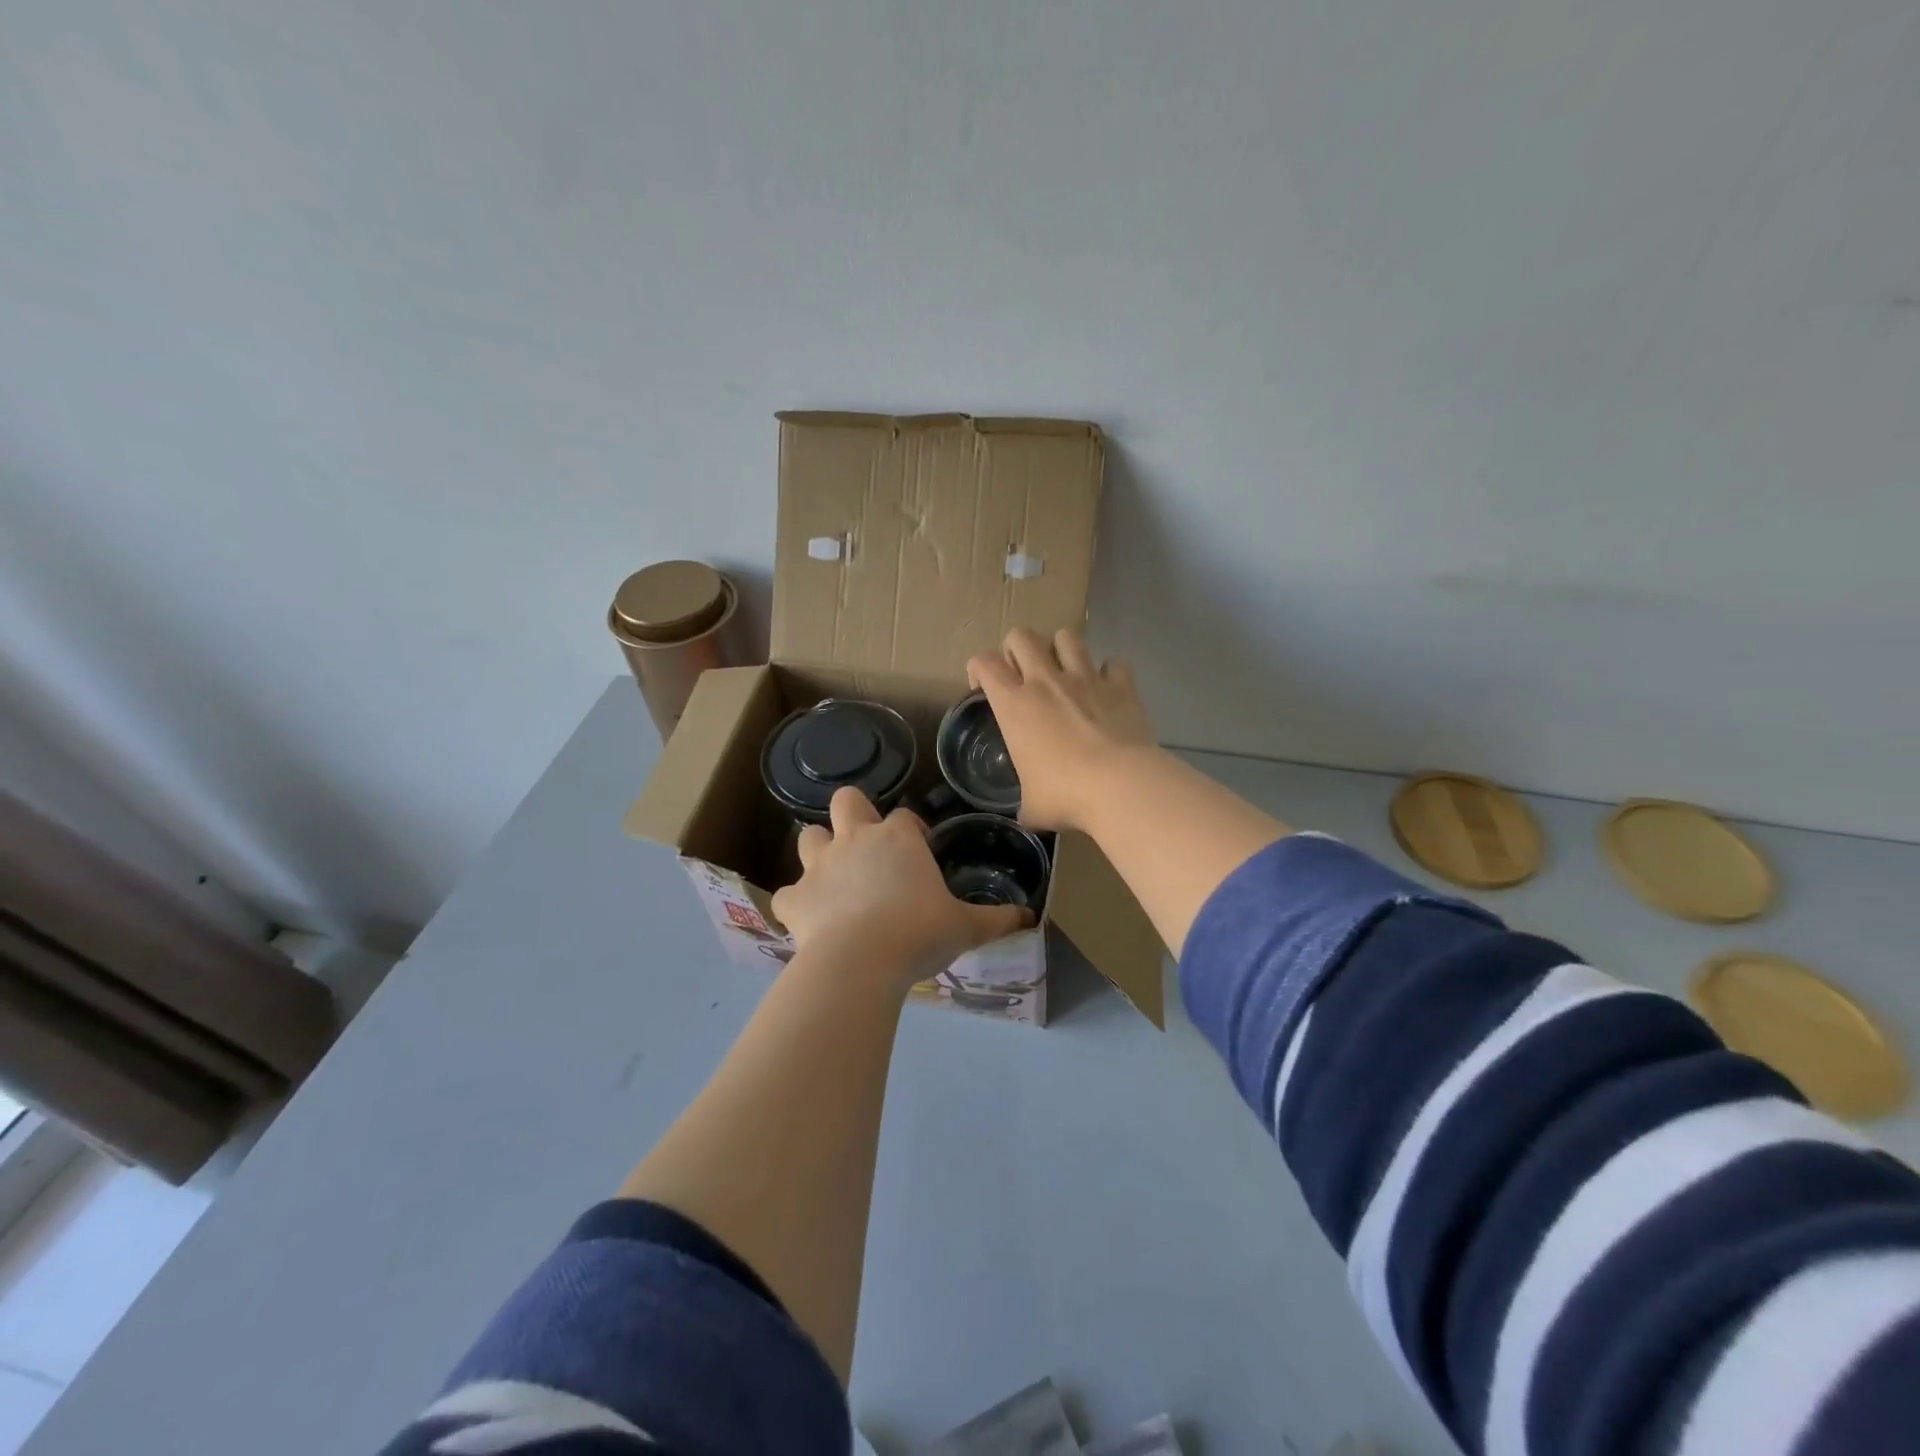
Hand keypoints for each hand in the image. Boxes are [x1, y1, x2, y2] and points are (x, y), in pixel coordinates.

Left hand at [771, 788, 1030, 991]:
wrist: (860, 962)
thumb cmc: (919, 933)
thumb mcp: (966, 927)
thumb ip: (997, 919)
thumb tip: (1030, 916)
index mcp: (897, 839)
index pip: (903, 817)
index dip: (910, 831)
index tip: (918, 851)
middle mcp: (855, 841)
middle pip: (846, 801)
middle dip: (854, 815)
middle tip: (868, 847)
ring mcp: (820, 867)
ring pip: (809, 837)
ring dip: (820, 852)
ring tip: (835, 879)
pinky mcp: (794, 899)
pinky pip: (788, 894)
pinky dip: (797, 904)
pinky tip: (810, 921)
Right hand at [966, 628, 1157, 832]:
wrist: (1120, 786)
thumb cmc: (1065, 795)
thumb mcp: (1032, 806)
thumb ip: (1026, 801)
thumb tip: (1028, 814)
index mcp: (1014, 705)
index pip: (984, 663)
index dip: (978, 668)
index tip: (983, 687)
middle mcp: (1046, 681)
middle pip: (1022, 635)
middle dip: (1017, 648)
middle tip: (1022, 673)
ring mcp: (1086, 678)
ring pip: (1067, 637)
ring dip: (1062, 649)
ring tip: (1065, 671)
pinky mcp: (1121, 685)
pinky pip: (1114, 663)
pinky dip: (1110, 673)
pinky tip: (1108, 690)